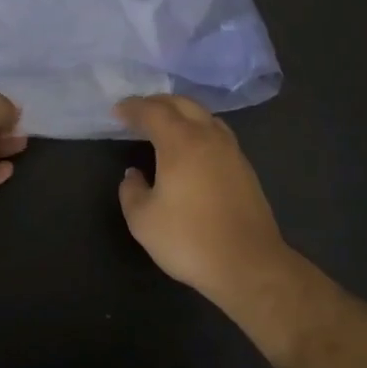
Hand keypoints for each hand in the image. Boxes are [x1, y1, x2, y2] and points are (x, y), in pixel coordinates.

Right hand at [114, 94, 287, 304]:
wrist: (249, 265)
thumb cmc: (189, 239)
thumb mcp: (143, 220)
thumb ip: (131, 191)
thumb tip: (134, 174)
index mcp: (180, 142)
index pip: (153, 112)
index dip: (133, 108)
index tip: (117, 111)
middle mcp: (208, 137)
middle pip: (182, 104)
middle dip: (158, 103)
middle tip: (139, 112)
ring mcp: (231, 151)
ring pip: (204, 116)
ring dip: (181, 113)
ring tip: (166, 125)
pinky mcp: (244, 168)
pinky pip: (217, 134)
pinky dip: (198, 129)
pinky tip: (192, 149)